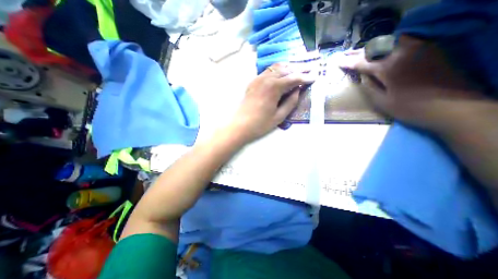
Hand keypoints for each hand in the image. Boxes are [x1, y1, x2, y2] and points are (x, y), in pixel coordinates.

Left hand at [227, 64, 311, 143]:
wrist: (240, 125)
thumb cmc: (260, 124)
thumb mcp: (279, 116)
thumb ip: (290, 102)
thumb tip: (298, 91)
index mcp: (274, 87)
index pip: (293, 78)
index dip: (305, 77)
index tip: (314, 77)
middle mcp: (266, 78)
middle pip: (286, 69)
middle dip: (299, 69)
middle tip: (309, 70)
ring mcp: (258, 79)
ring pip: (276, 67)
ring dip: (288, 67)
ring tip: (297, 70)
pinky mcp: (253, 82)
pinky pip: (267, 71)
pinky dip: (277, 70)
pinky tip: (282, 74)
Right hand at [341, 35, 484, 129]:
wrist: (452, 107)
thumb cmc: (410, 108)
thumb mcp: (382, 102)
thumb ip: (369, 87)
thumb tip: (362, 76)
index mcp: (389, 68)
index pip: (362, 62)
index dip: (348, 62)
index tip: (338, 62)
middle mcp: (403, 53)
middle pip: (374, 49)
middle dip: (357, 52)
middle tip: (345, 54)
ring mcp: (418, 49)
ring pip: (389, 42)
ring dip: (372, 47)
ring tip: (361, 52)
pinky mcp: (429, 50)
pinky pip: (404, 41)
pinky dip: (389, 44)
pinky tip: (383, 49)